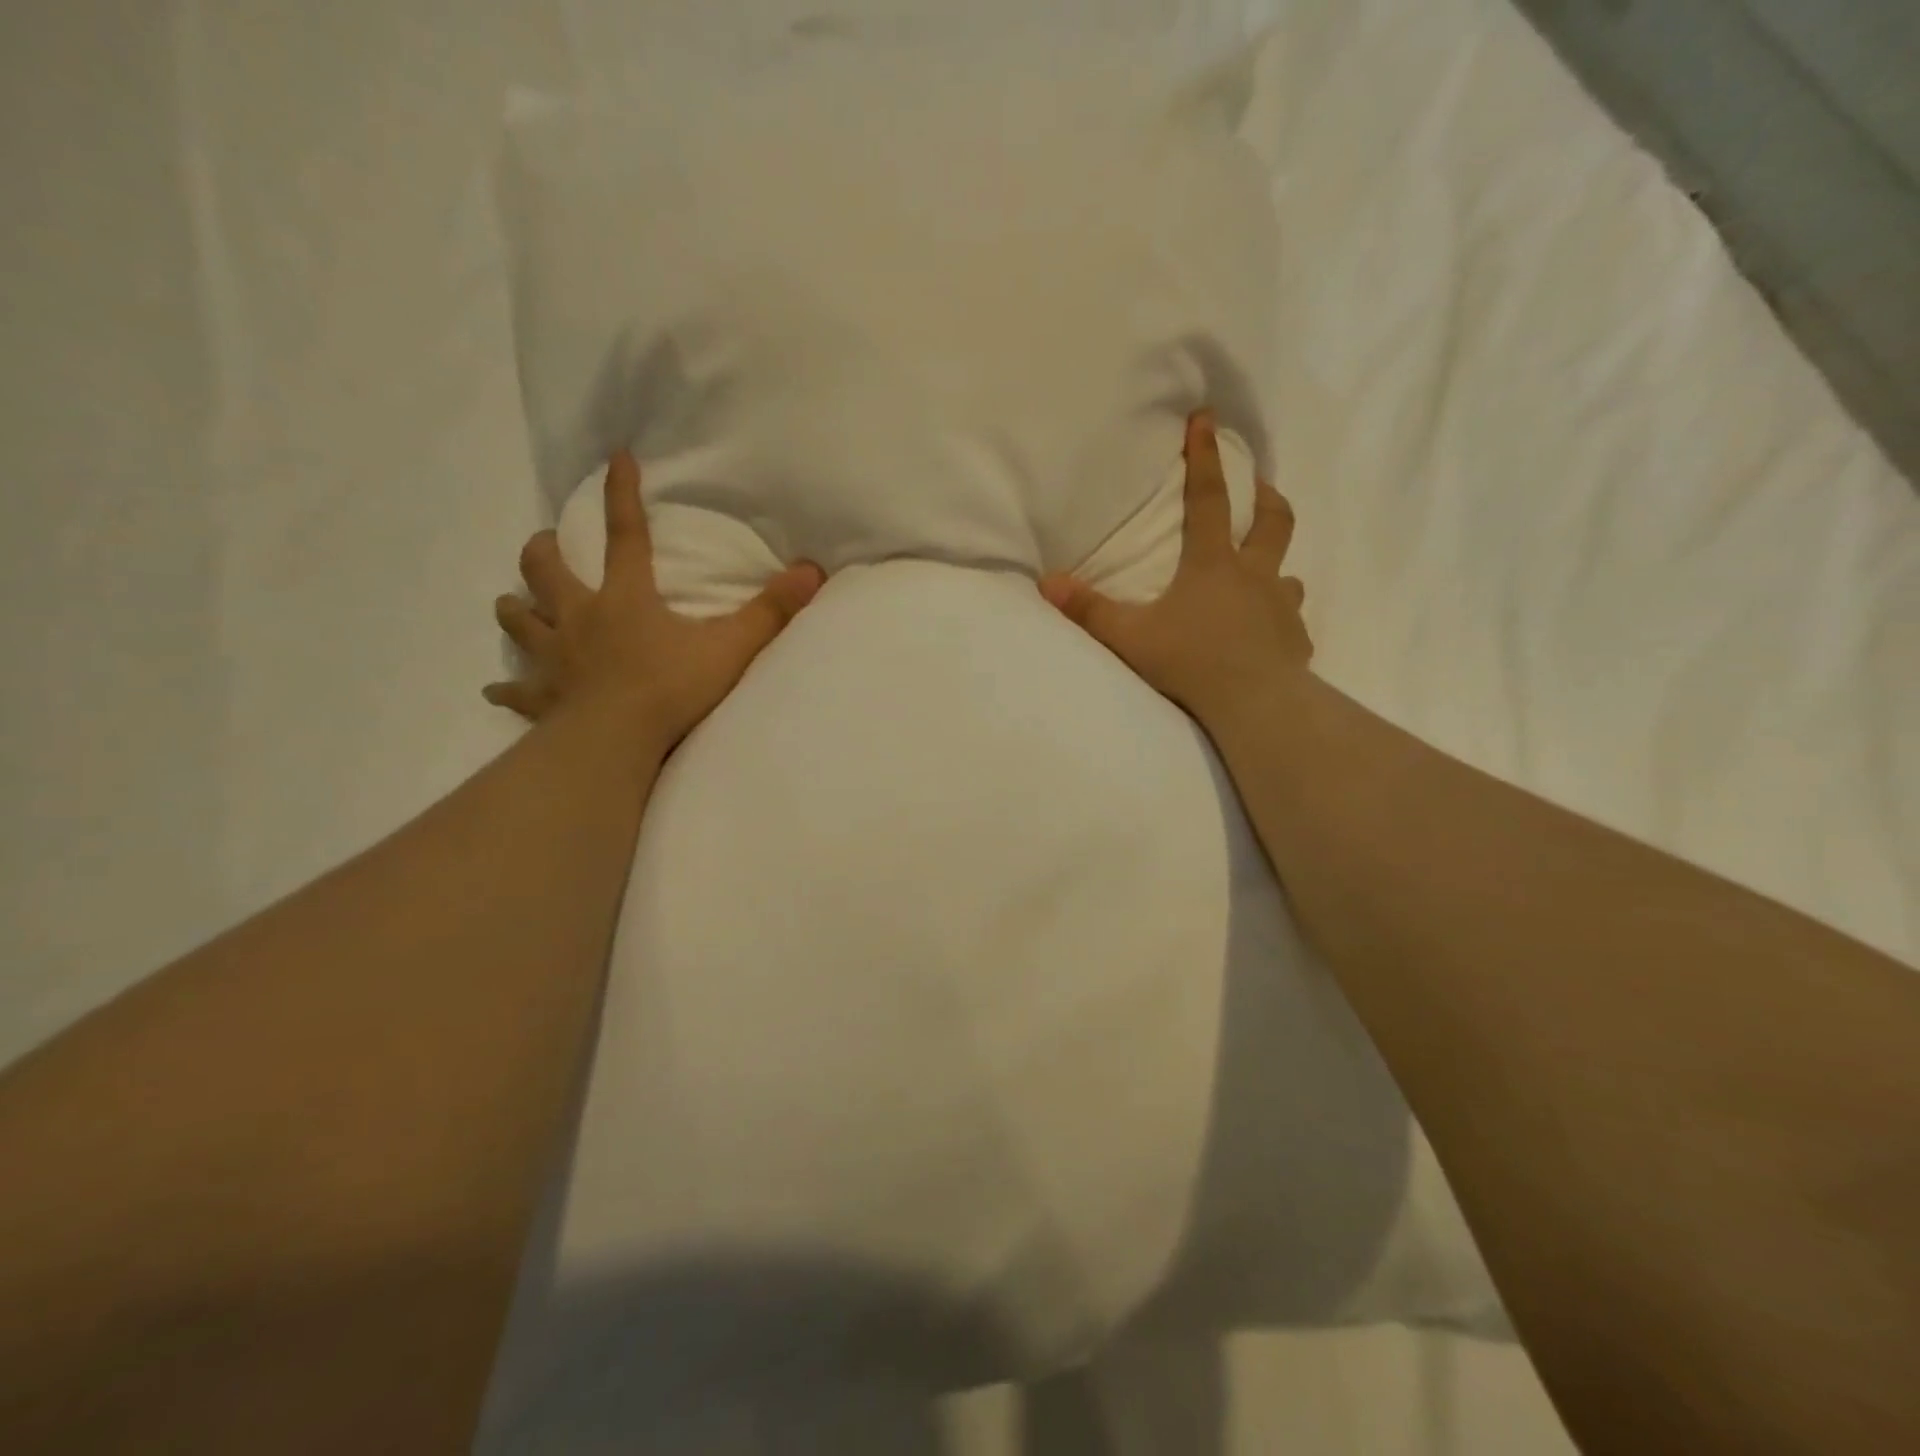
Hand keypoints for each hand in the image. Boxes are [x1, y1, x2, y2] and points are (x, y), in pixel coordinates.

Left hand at [485, 450, 825, 751]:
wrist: (617, 742)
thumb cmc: (673, 689)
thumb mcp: (732, 647)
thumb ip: (771, 611)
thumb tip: (812, 570)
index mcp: (626, 599)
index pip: (626, 534)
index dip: (621, 494)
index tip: (616, 458)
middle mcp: (581, 617)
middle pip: (546, 569)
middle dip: (543, 551)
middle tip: (546, 544)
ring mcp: (556, 658)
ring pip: (521, 620)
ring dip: (517, 607)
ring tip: (514, 603)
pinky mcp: (542, 699)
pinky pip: (515, 691)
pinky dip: (507, 690)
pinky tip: (497, 692)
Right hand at [1038, 411, 1311, 727]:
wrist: (1252, 704)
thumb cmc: (1189, 662)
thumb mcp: (1129, 637)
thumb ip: (1088, 610)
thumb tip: (1046, 582)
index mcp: (1213, 565)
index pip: (1209, 499)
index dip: (1205, 457)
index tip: (1207, 418)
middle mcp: (1255, 577)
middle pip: (1272, 522)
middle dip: (1264, 497)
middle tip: (1259, 486)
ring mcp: (1282, 608)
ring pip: (1289, 574)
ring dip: (1276, 567)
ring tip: (1264, 576)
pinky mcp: (1297, 642)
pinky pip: (1292, 624)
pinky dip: (1281, 623)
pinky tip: (1271, 637)